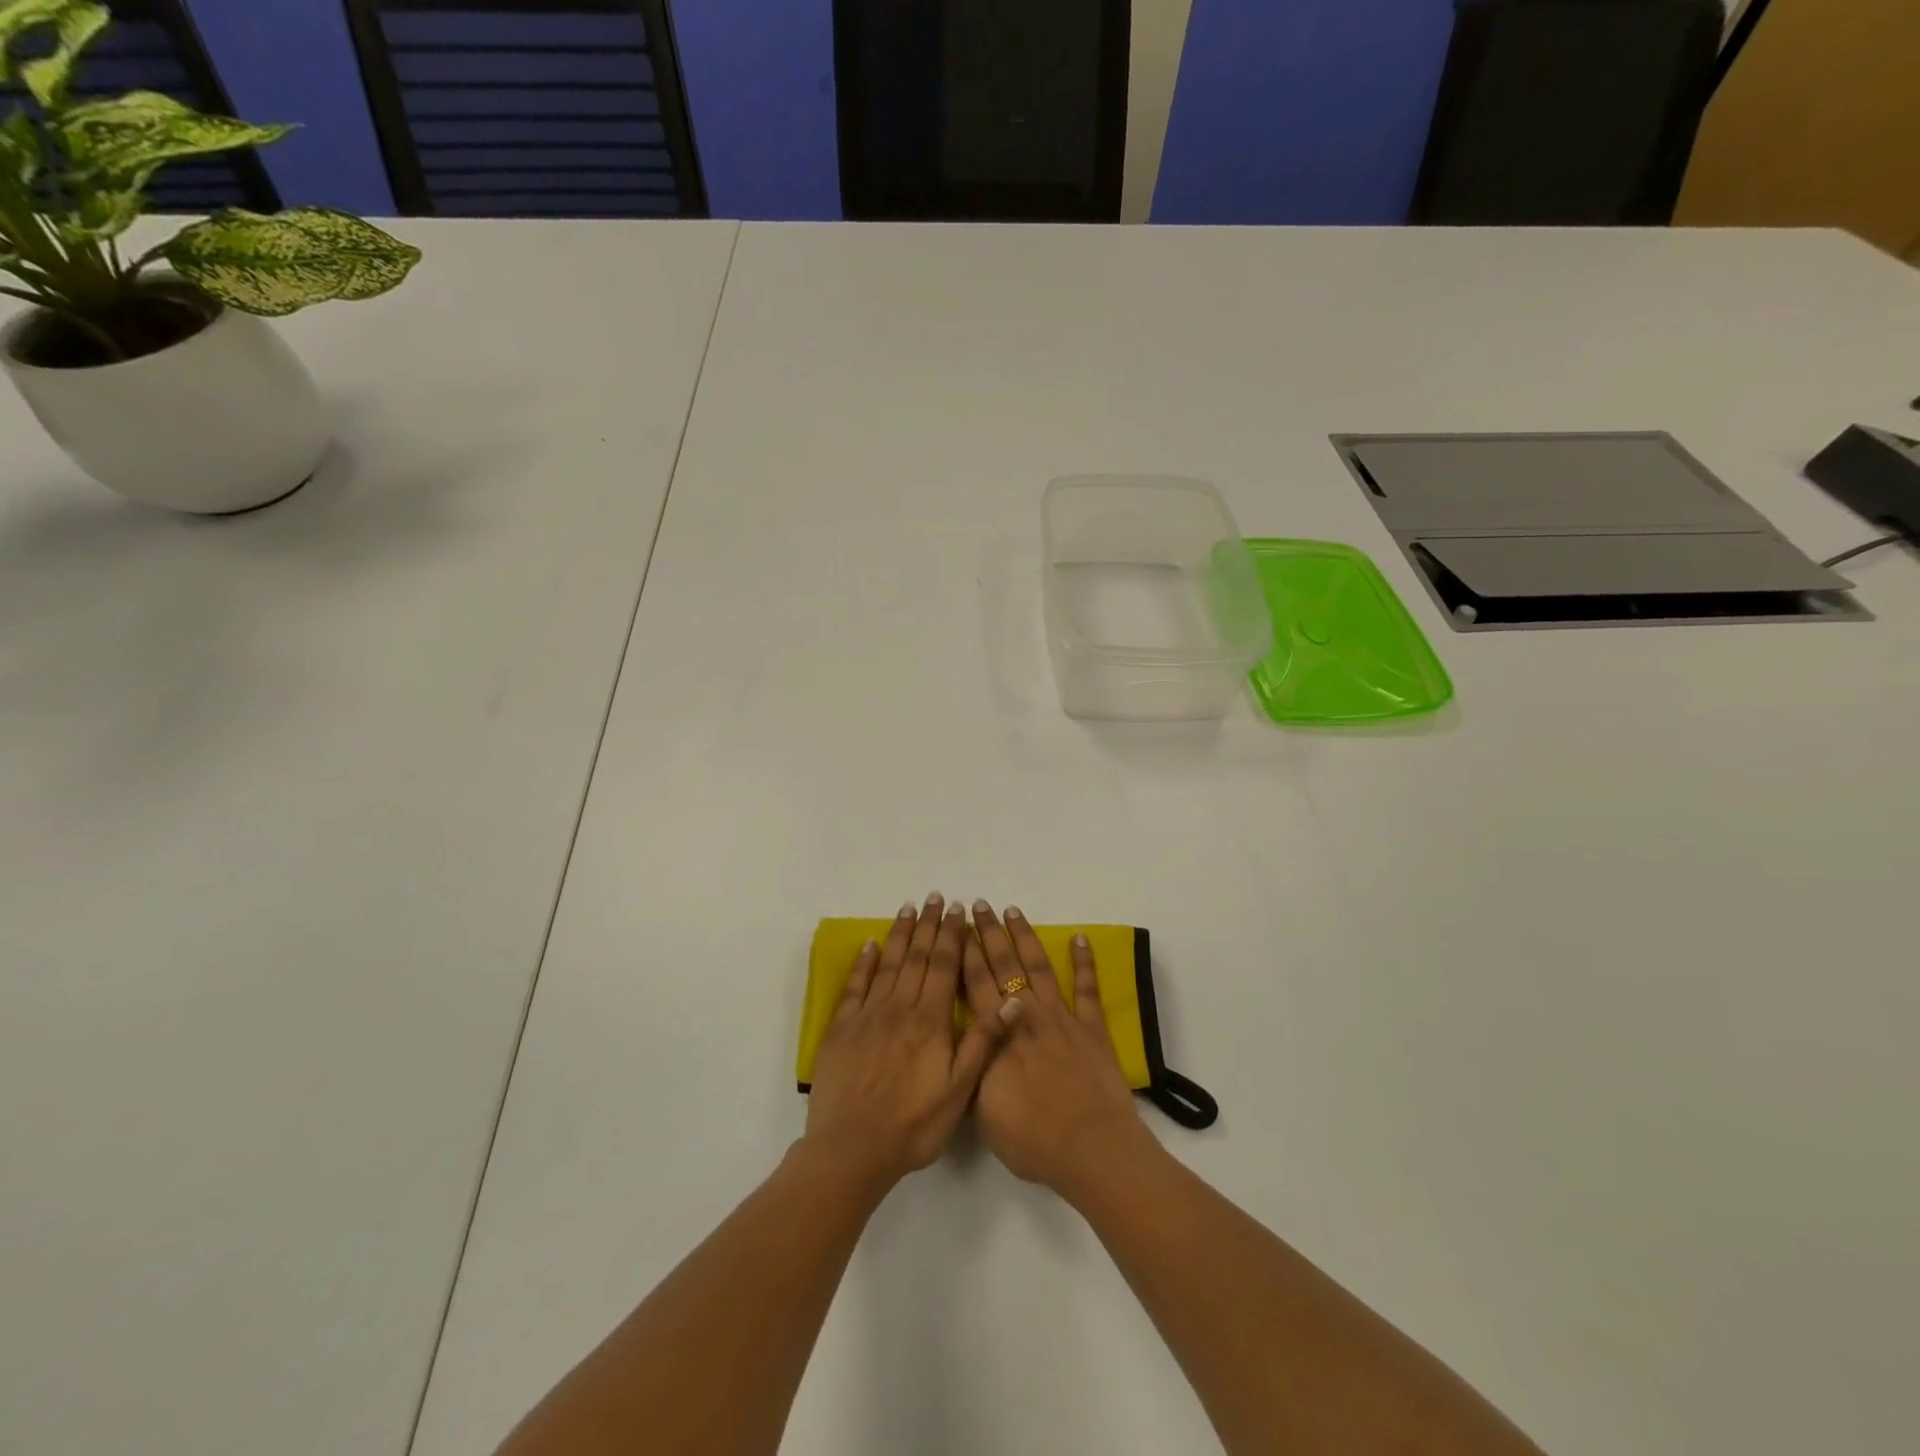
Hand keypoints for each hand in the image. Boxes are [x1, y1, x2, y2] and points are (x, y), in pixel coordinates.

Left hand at [805, 894, 1013, 1192]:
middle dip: (928, 924)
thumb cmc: (913, 1124)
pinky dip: (864, 962)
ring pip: (888, 963)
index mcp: (930, 1020)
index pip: (944, 965)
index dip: (952, 935)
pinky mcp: (842, 1028)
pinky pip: (855, 986)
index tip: (958, 910)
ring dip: (900, 934)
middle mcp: (899, 1007)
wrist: (852, 1149)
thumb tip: (1011, 999)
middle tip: (936, 897)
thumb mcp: (959, 1089)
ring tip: (909, 908)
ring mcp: (868, 1015)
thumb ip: (983, 1040)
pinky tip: (870, 944)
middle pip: (917, 956)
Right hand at [962, 901, 1155, 1199]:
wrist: (1090, 1149)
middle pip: (1004, 966)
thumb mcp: (982, 1111)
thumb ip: (971, 1068)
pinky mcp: (1092, 1029)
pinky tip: (1080, 938)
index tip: (957, 925)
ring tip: (1012, 911)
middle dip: (989, 934)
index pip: (975, 984)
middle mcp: (1026, 1015)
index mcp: (997, 1034)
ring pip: (1039, 967)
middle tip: (979, 905)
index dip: (965, 953)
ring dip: (1025, 937)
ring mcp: (1061, 1019)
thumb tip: (959, 1042)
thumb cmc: (1031, 1138)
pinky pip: (1086, 989)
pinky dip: (1084, 962)